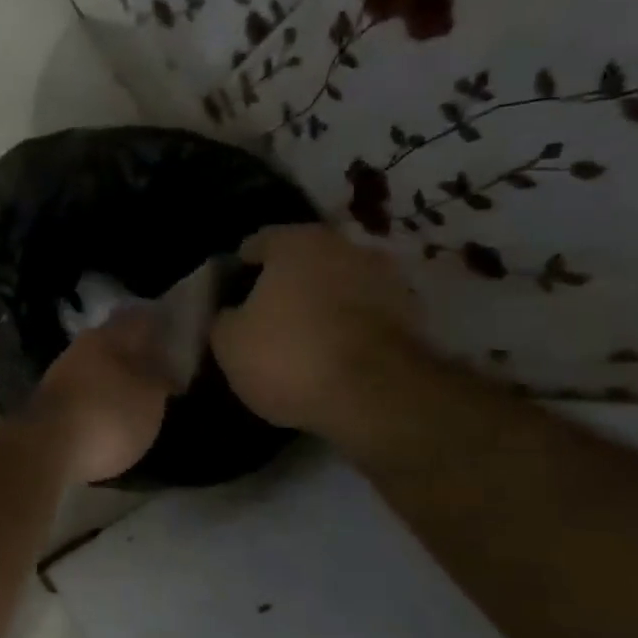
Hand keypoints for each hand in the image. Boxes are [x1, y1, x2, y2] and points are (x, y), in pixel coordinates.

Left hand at [29, 311, 176, 484]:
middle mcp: (79, 349)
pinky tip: (111, 413)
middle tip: (163, 367)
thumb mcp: (149, 399)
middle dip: (136, 353)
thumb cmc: (107, 417)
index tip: (179, 332)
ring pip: (96, 367)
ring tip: (140, 394)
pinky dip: (99, 399)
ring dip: (116, 377)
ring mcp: (60, 376)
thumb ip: (160, 377)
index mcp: (106, 337)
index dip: (160, 323)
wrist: (45, 451)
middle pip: (114, 343)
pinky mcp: (49, 404)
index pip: (139, 318)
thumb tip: (164, 364)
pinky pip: (83, 393)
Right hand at [210, 224, 423, 434]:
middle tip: (263, 319)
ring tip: (300, 341)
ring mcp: (385, 278)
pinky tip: (331, 357)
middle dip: (284, 286)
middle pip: (303, 262)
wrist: (377, 396)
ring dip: (321, 306)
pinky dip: (348, 328)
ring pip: (337, 287)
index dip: (237, 271)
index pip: (256, 244)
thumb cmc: (289, 356)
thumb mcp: (228, 343)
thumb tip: (232, 314)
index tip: (227, 298)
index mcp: (296, 242)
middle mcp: (345, 246)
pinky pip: (365, 315)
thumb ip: (225, 318)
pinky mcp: (413, 315)